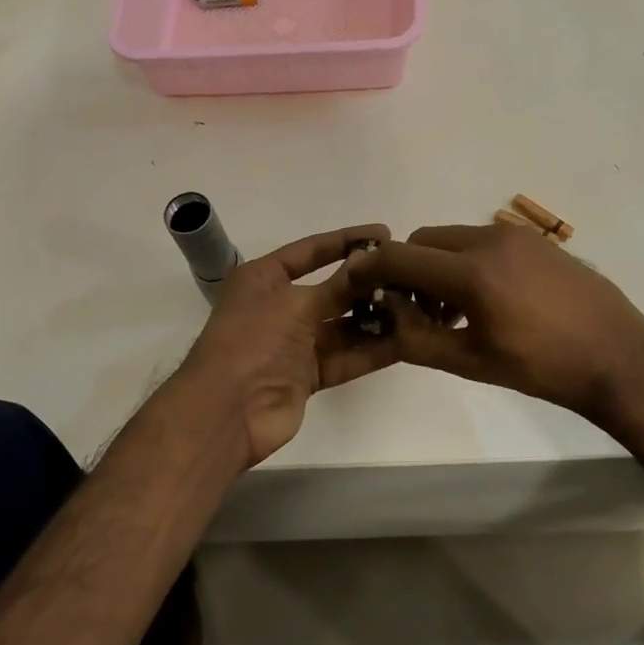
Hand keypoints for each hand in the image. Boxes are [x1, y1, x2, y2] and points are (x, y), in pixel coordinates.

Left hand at [176, 223, 395, 467]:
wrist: (227, 411)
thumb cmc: (253, 342)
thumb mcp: (296, 304)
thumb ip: (338, 285)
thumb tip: (371, 259)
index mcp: (264, 279)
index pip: (310, 251)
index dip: (346, 240)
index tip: (384, 233)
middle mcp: (279, 306)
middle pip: (331, 289)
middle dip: (367, 283)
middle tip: (409, 274)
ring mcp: (294, 343)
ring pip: (342, 326)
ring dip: (375, 318)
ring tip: (415, 306)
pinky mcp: (308, 375)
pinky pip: (346, 358)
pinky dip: (372, 351)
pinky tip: (406, 341)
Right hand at [346, 223, 643, 424]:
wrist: (616, 356)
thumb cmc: (541, 367)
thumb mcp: (470, 362)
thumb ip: (415, 337)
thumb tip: (386, 311)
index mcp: (471, 272)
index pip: (399, 256)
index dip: (371, 269)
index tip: (359, 287)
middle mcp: (490, 239)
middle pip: (424, 240)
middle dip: (408, 270)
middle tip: (415, 311)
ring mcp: (517, 236)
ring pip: (454, 239)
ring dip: (438, 266)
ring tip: (453, 312)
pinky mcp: (536, 241)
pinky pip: (484, 241)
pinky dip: (467, 262)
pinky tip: (486, 300)